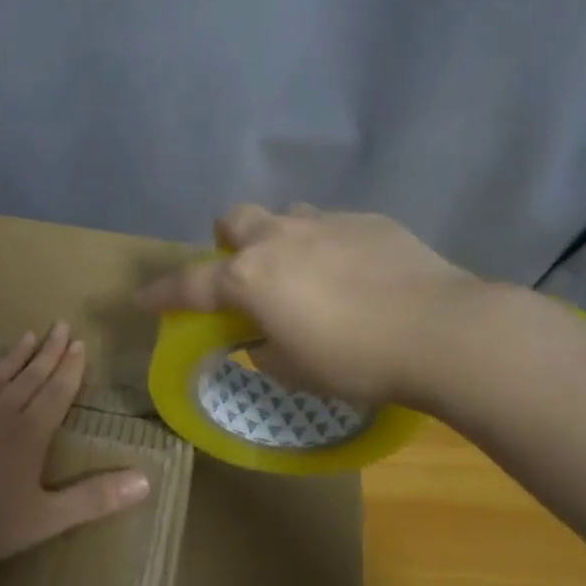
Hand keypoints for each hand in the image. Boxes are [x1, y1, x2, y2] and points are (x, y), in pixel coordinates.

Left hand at [0, 323, 151, 568]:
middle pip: (30, 376)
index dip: (70, 369)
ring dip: (15, 356)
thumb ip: (94, 499)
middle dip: (48, 352)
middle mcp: (0, 413)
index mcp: (30, 434)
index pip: (57, 392)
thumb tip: (146, 480)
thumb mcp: (46, 519)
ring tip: (28, 335)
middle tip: (61, 325)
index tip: (79, 344)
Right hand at [135, 203, 479, 409]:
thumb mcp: (295, 370)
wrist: (442, 331)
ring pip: (286, 215)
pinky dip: (330, 247)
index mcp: (250, 279)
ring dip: (282, 239)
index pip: (189, 284)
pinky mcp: (370, 221)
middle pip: (235, 220)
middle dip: (229, 242)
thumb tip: (265, 336)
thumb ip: (266, 347)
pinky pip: (334, 226)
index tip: (143, 299)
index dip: (162, 294)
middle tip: (246, 273)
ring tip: (305, 271)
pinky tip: (358, 275)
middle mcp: (279, 240)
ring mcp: (326, 223)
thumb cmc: (355, 360)